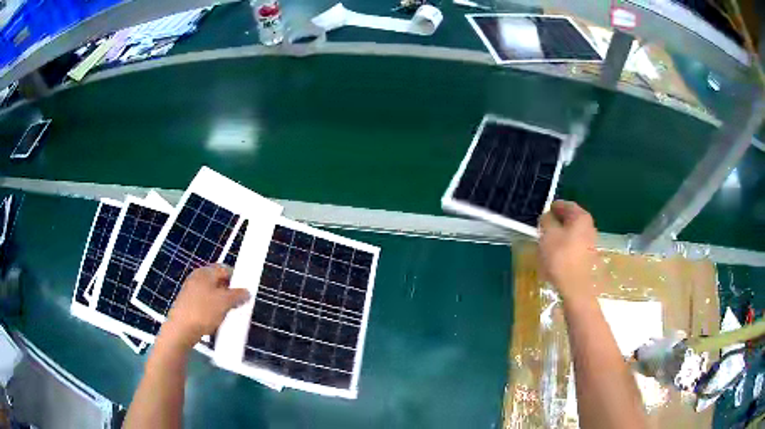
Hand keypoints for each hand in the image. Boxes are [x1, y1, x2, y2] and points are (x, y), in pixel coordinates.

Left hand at [161, 264, 249, 348]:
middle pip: (218, 281)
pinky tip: (215, 320)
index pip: (225, 269)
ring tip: (227, 314)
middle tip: (238, 304)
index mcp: (205, 272)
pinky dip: (212, 309)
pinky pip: (205, 303)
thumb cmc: (203, 311)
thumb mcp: (225, 302)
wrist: (181, 330)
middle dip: (229, 292)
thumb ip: (238, 295)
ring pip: (212, 294)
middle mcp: (196, 278)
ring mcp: (190, 291)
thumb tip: (246, 292)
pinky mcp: (188, 304)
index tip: (245, 291)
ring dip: (221, 303)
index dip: (237, 278)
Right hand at [538, 201, 597, 300]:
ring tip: (546, 244)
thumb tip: (547, 217)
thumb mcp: (548, 234)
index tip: (542, 214)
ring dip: (560, 236)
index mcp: (581, 217)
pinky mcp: (588, 257)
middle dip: (556, 223)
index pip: (565, 205)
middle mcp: (589, 226)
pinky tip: (555, 256)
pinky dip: (564, 247)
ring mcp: (590, 242)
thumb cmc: (561, 257)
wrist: (575, 287)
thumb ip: (546, 220)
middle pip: (570, 219)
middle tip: (542, 229)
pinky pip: (574, 246)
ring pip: (572, 233)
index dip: (552, 208)